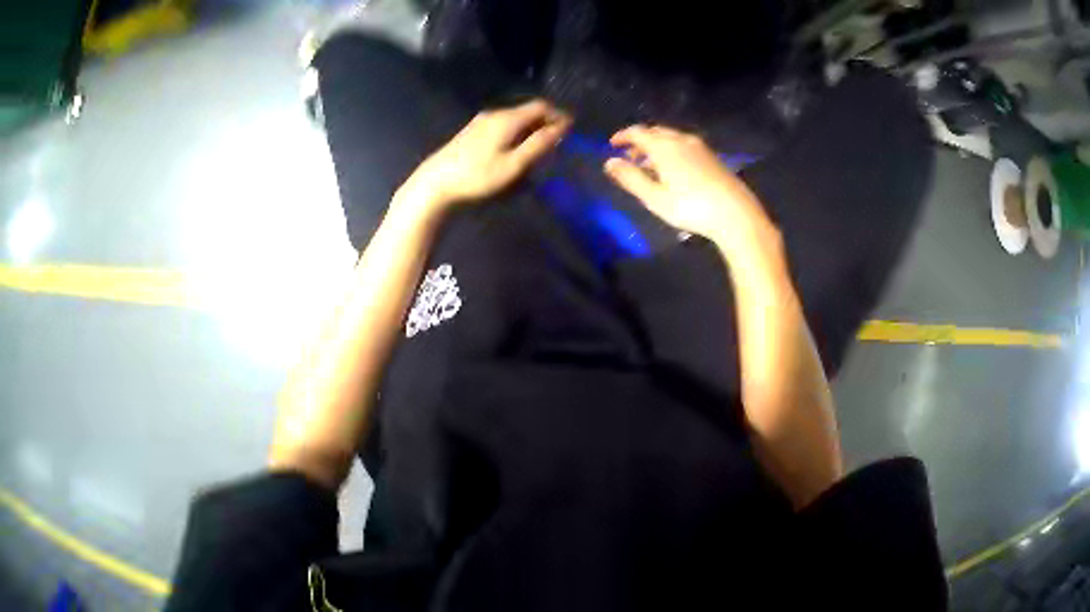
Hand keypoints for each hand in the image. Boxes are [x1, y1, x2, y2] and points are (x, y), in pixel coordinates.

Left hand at [396, 99, 571, 215]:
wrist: (436, 183)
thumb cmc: (477, 176)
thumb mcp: (513, 164)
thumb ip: (538, 145)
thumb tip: (561, 128)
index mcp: (508, 118)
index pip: (541, 106)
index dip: (558, 115)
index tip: (571, 130)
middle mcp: (495, 114)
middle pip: (527, 111)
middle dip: (546, 122)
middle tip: (559, 140)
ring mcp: (481, 122)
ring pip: (515, 119)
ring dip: (531, 128)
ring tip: (540, 147)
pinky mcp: (472, 132)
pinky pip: (503, 125)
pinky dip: (517, 132)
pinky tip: (516, 149)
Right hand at [604, 125, 778, 253]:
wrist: (735, 214)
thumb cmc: (691, 207)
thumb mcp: (655, 197)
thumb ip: (630, 178)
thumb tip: (609, 162)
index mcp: (664, 146)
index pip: (638, 132)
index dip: (623, 136)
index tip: (612, 144)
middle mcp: (681, 140)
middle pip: (656, 132)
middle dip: (640, 141)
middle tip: (630, 156)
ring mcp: (700, 147)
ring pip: (672, 138)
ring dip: (657, 146)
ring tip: (650, 165)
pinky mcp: (713, 157)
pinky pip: (685, 146)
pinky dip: (672, 151)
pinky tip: (674, 170)